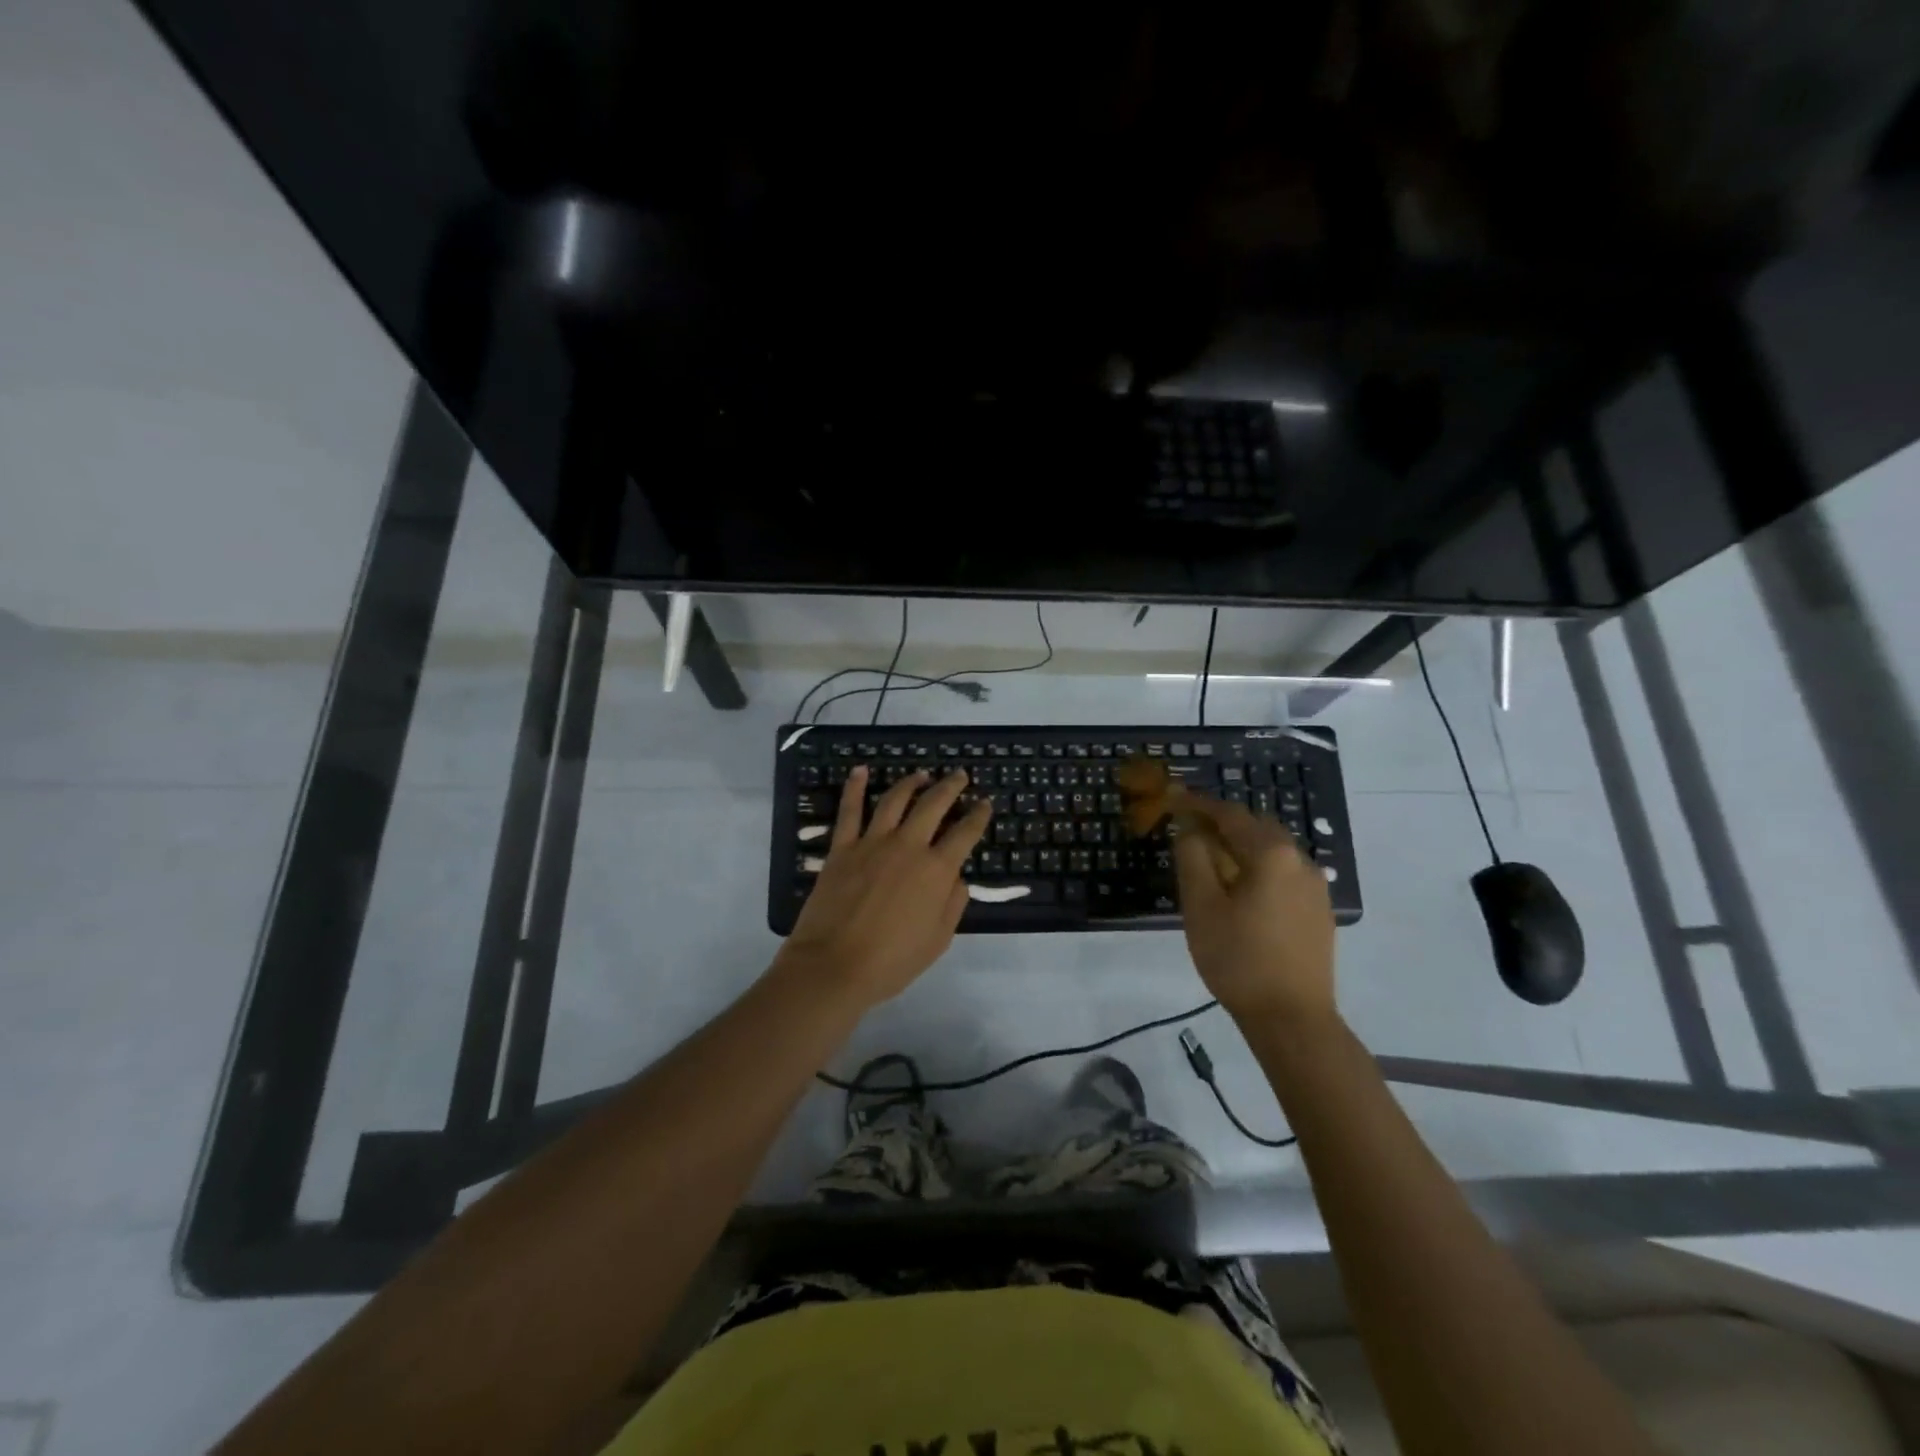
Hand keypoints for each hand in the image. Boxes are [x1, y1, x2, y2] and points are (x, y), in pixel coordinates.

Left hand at [779, 765, 990, 1007]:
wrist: (834, 966)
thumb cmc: (892, 961)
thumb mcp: (938, 940)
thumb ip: (953, 904)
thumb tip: (957, 878)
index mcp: (936, 870)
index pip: (965, 833)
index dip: (978, 816)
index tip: (984, 804)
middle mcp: (908, 846)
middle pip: (934, 805)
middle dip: (951, 786)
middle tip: (960, 775)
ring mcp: (872, 843)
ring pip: (895, 800)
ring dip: (911, 782)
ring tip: (921, 774)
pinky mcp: (842, 848)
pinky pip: (850, 811)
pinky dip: (855, 788)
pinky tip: (861, 771)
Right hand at [1172, 794, 1336, 1025]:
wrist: (1293, 1019)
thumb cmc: (1238, 959)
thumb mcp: (1201, 906)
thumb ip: (1192, 857)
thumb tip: (1190, 828)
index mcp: (1272, 854)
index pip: (1230, 815)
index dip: (1198, 804)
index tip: (1172, 797)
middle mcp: (1300, 861)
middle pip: (1256, 827)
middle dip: (1221, 823)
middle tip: (1188, 829)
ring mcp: (1315, 887)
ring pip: (1272, 852)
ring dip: (1240, 846)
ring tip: (1210, 860)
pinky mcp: (1318, 911)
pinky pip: (1284, 874)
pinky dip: (1258, 869)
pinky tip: (1240, 890)